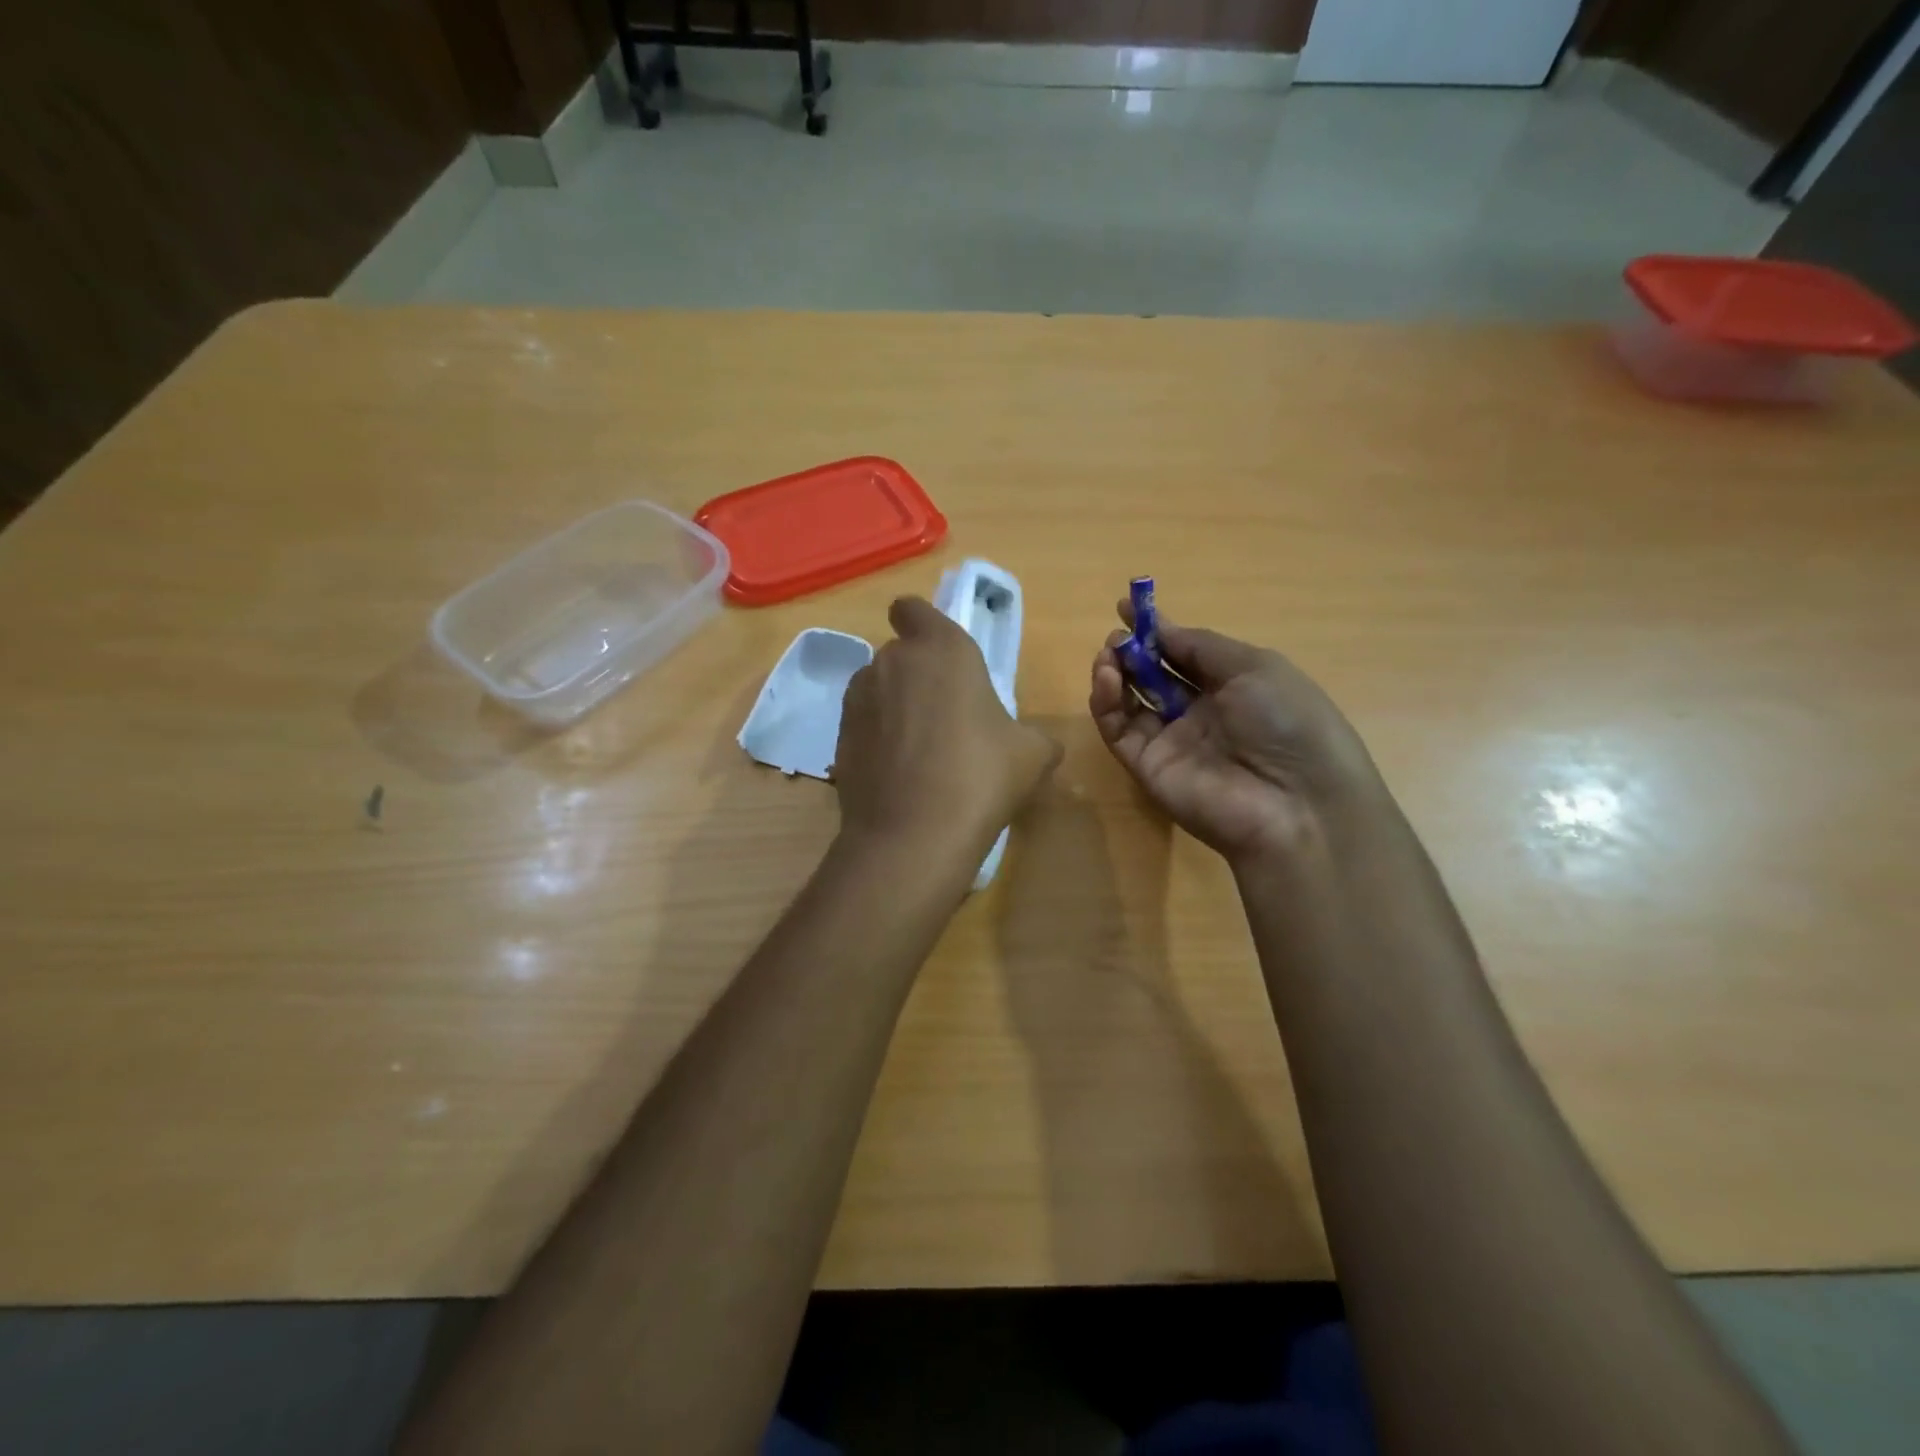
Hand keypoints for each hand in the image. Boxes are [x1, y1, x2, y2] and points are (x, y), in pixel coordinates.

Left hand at [836, 597, 1061, 856]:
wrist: (913, 833)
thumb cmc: (982, 775)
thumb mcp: (1032, 754)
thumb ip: (1034, 736)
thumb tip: (1037, 745)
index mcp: (941, 648)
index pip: (912, 609)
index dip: (921, 624)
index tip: (939, 653)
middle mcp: (892, 662)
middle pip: (899, 653)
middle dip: (916, 674)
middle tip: (945, 716)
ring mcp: (858, 699)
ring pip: (876, 688)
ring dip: (894, 705)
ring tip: (919, 750)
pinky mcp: (838, 737)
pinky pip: (862, 724)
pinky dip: (877, 738)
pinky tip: (898, 774)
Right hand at [1089, 598, 1378, 862]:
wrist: (1296, 804)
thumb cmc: (1287, 721)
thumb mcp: (1254, 667)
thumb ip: (1199, 646)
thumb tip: (1159, 629)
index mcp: (1231, 686)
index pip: (1183, 654)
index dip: (1156, 631)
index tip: (1126, 607)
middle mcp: (1198, 713)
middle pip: (1152, 676)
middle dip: (1131, 651)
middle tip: (1117, 637)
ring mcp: (1170, 742)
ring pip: (1129, 702)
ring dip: (1114, 673)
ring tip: (1109, 655)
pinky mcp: (1146, 767)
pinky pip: (1118, 730)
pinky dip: (1106, 703)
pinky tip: (1108, 679)